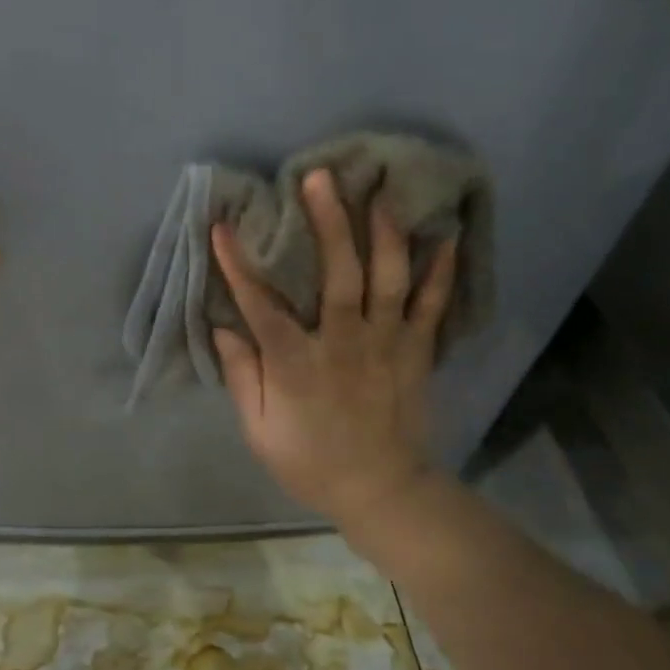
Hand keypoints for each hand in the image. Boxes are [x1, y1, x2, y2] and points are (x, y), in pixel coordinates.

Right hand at [211, 167, 454, 531]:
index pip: (261, 306)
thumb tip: (223, 326)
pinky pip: (434, 307)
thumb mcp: (260, 430)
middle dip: (329, 223)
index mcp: (298, 365)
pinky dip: (442, 272)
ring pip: (390, 281)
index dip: (239, 265)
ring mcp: (387, 345)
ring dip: (386, 234)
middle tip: (321, 178)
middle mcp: (344, 344)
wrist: (381, 491)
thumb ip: (241, 376)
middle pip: (339, 276)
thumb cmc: (311, 460)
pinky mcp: (417, 352)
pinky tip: (447, 236)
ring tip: (382, 193)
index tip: (222, 226)